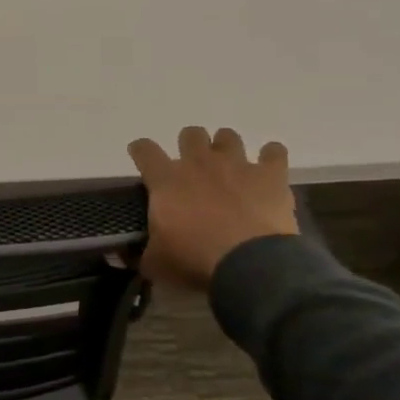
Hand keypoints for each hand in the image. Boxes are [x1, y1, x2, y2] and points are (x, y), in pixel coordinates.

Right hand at [128, 128, 297, 285]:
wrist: (250, 265)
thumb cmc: (195, 259)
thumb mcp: (157, 262)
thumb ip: (142, 253)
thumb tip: (125, 257)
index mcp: (166, 180)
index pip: (144, 150)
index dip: (141, 151)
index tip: (142, 158)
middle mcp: (199, 163)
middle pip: (190, 134)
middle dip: (190, 146)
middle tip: (193, 169)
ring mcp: (236, 165)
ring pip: (228, 136)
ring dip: (226, 148)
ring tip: (229, 167)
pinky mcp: (270, 176)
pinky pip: (274, 152)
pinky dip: (271, 157)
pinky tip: (269, 167)